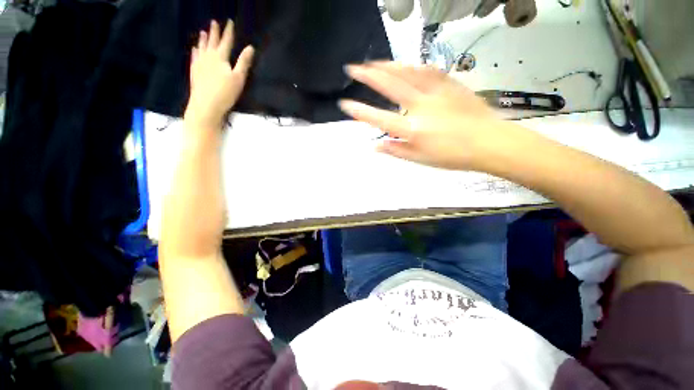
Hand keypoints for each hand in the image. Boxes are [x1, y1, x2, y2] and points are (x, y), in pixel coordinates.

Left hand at [184, 20, 254, 130]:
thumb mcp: (239, 78)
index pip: (226, 41)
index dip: (228, 31)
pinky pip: (194, 56)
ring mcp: (199, 63)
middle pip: (212, 41)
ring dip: (203, 39)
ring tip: (203, 32)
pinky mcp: (194, 71)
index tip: (229, 22)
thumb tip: (250, 47)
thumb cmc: (225, 92)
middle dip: (214, 32)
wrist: (206, 104)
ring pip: (201, 47)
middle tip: (214, 22)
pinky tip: (195, 49)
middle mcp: (208, 56)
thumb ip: (244, 62)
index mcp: (220, 57)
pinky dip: (195, 51)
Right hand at [339, 62, 521, 170]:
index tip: (345, 104)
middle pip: (390, 86)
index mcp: (413, 129)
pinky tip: (403, 64)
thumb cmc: (452, 156)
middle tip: (352, 68)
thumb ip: (396, 151)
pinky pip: (427, 70)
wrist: (489, 142)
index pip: (380, 119)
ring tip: (372, 62)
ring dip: (386, 66)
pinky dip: (411, 66)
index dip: (360, 111)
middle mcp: (421, 107)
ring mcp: (437, 92)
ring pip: (407, 72)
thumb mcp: (421, 159)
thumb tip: (375, 146)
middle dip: (368, 75)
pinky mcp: (450, 84)